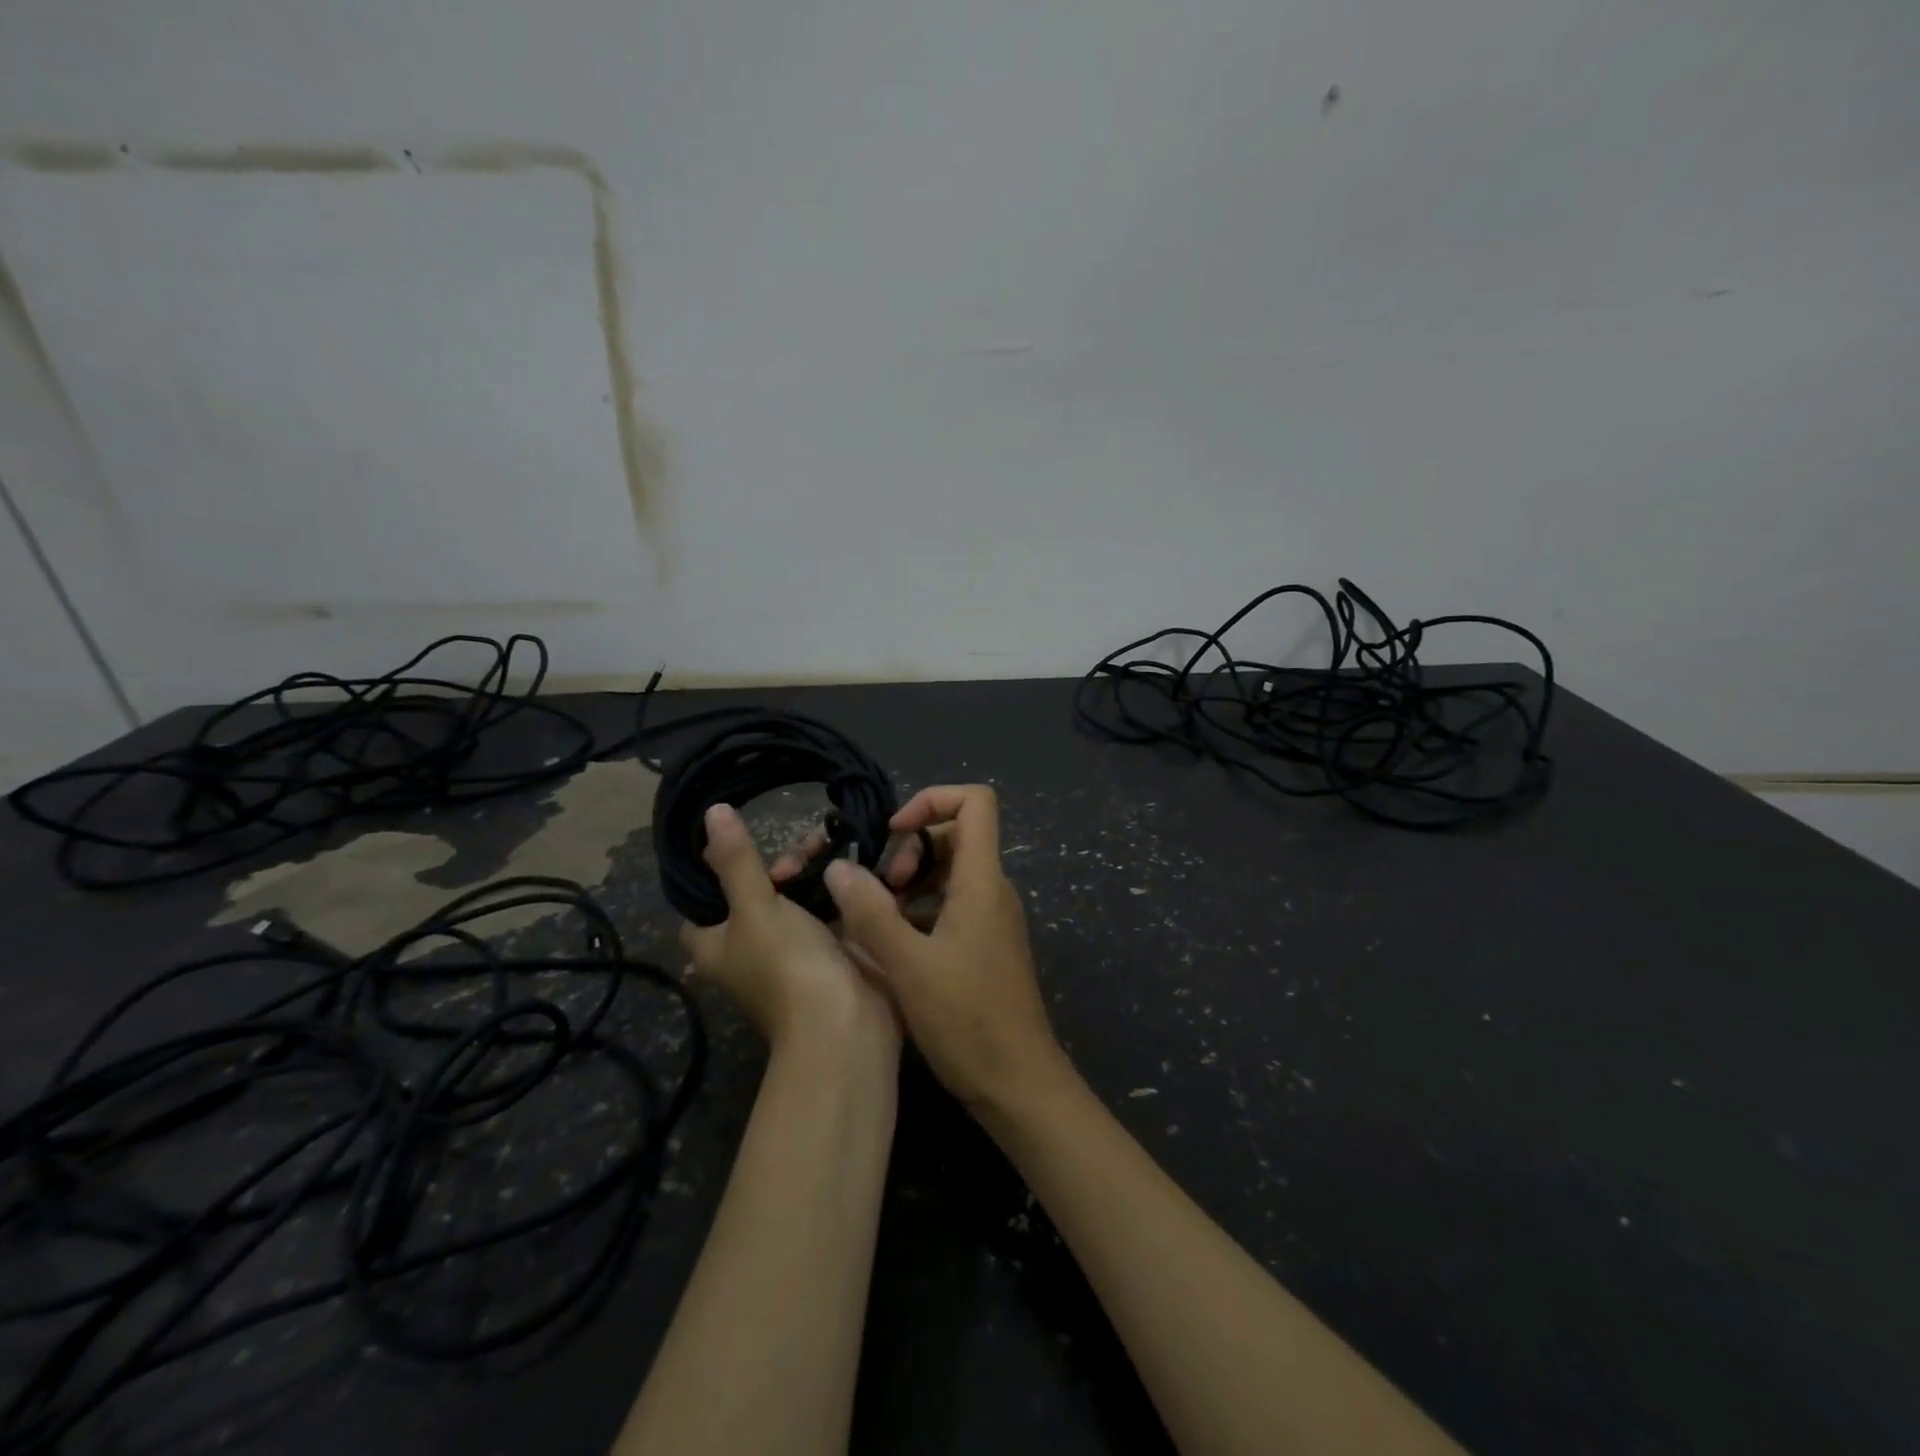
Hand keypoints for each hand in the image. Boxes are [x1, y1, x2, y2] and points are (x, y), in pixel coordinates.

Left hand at [680, 804, 897, 1059]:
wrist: (847, 1022)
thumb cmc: (787, 964)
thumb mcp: (755, 907)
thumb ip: (736, 860)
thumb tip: (711, 812)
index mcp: (717, 944)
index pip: (705, 897)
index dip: (721, 866)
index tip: (745, 838)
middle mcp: (751, 947)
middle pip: (758, 890)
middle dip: (782, 864)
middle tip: (806, 848)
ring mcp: (795, 948)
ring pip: (797, 895)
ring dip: (814, 870)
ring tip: (833, 845)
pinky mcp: (833, 948)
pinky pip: (831, 907)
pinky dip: (840, 886)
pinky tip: (855, 861)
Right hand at [823, 785, 1069, 1111]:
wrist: (1018, 1082)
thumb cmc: (967, 1020)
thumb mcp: (908, 966)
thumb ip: (870, 912)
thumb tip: (839, 867)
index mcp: (982, 880)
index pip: (975, 802)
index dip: (931, 801)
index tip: (893, 832)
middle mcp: (991, 889)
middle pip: (953, 835)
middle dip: (909, 849)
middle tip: (878, 890)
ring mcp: (989, 917)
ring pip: (947, 872)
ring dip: (908, 882)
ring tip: (875, 918)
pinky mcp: (983, 944)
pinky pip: (948, 905)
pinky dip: (917, 910)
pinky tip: (888, 944)